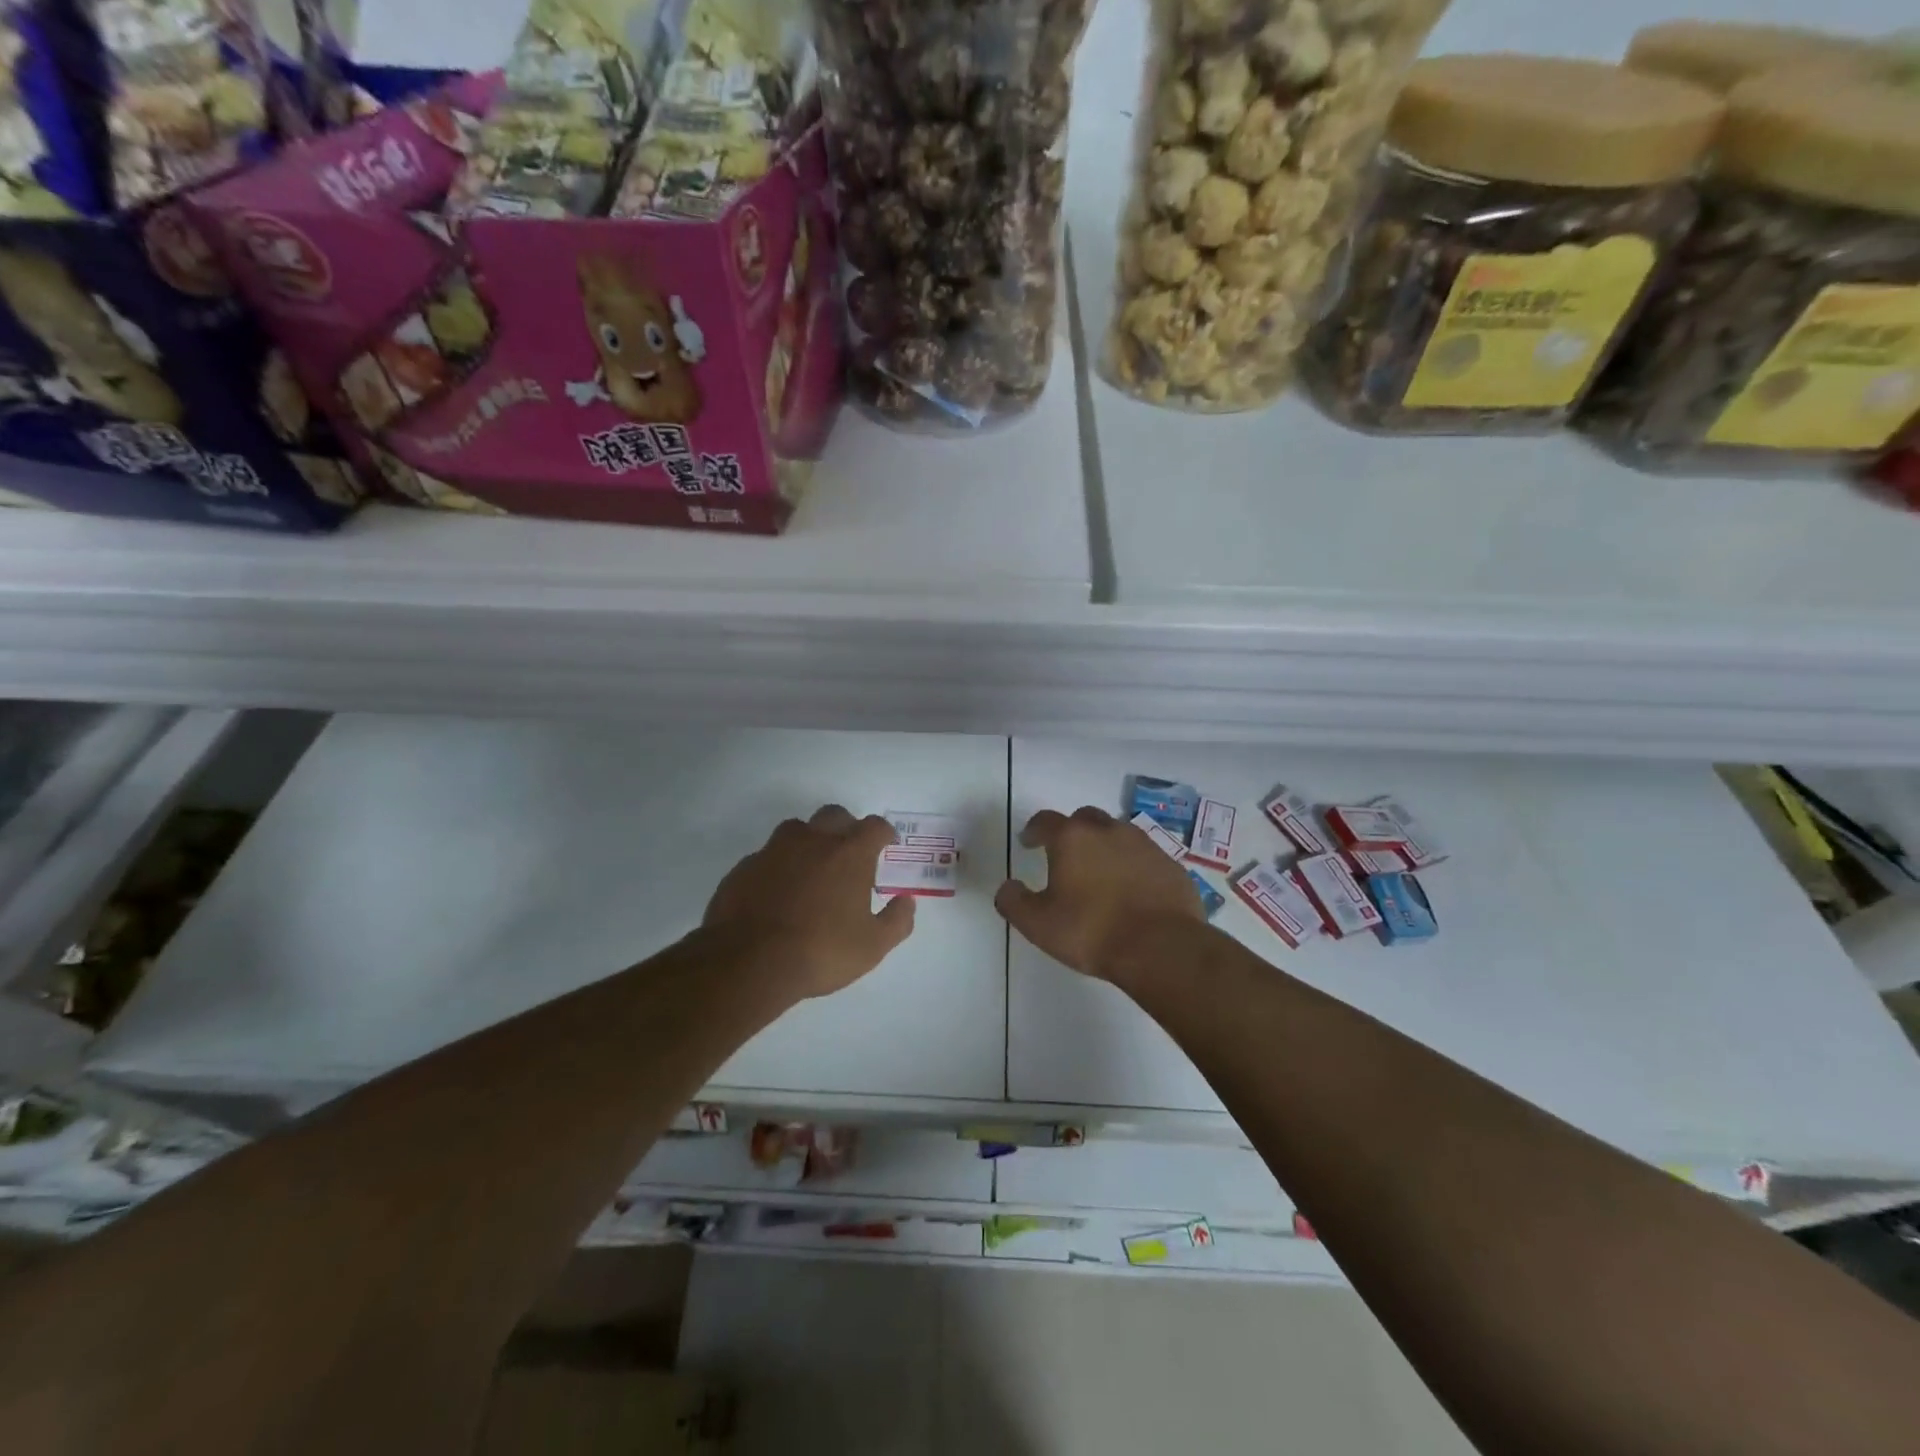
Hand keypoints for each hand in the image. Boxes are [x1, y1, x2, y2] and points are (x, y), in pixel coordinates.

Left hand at [703, 805, 914, 999]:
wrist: (748, 961)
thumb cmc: (821, 951)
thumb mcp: (872, 946)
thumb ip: (897, 921)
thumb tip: (907, 901)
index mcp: (849, 854)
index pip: (874, 827)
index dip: (883, 833)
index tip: (886, 844)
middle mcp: (813, 841)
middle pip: (834, 815)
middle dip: (847, 827)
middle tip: (850, 853)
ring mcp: (774, 850)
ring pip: (796, 829)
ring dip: (809, 840)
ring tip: (812, 867)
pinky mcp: (745, 867)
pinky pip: (767, 856)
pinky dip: (778, 866)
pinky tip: (778, 890)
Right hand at [994, 807, 1207, 985]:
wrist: (1162, 947)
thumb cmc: (1092, 931)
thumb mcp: (1038, 925)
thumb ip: (1014, 902)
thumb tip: (1007, 887)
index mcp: (1072, 838)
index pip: (1045, 821)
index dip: (1034, 830)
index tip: (1029, 842)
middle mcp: (1108, 830)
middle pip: (1084, 818)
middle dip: (1072, 831)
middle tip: (1065, 855)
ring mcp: (1144, 845)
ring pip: (1117, 834)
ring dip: (1104, 846)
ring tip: (1099, 874)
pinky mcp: (1170, 864)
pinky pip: (1144, 857)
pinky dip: (1133, 866)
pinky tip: (1131, 891)